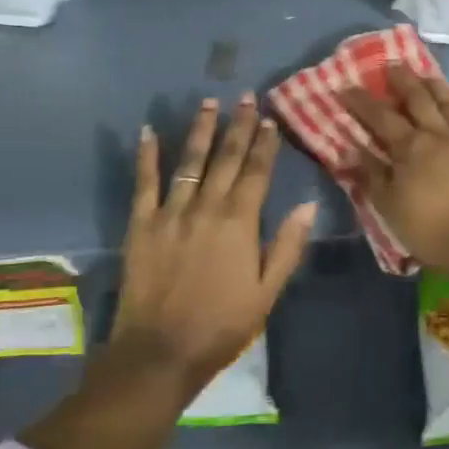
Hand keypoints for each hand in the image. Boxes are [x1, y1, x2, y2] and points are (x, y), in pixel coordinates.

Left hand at [112, 95, 316, 399]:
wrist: (160, 352)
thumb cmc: (221, 325)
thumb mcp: (267, 293)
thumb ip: (287, 246)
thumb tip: (308, 204)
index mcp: (240, 222)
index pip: (257, 172)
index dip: (265, 144)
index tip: (270, 119)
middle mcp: (207, 207)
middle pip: (226, 158)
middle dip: (238, 125)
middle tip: (245, 96)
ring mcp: (171, 212)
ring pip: (190, 162)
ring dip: (200, 130)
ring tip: (208, 102)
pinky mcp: (141, 224)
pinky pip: (144, 183)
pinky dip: (146, 156)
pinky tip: (148, 131)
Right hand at [342, 66, 448, 279]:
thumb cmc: (430, 229)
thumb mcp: (389, 207)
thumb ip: (373, 176)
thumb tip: (354, 150)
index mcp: (411, 148)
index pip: (380, 117)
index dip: (362, 100)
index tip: (346, 86)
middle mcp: (439, 136)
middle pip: (419, 99)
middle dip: (403, 80)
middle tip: (392, 64)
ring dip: (437, 87)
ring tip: (427, 75)